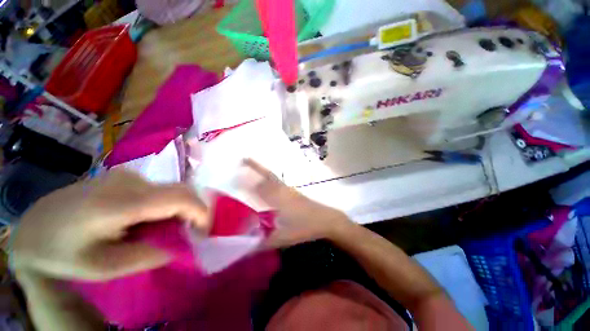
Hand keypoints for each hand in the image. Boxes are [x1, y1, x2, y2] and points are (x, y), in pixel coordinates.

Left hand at [12, 170, 208, 280]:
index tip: (205, 231)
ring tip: (168, 230)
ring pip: (173, 189)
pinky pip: (161, 189)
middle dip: (194, 211)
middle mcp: (129, 181)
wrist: (35, 226)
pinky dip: (168, 204)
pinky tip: (152, 219)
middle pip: (181, 190)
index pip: (178, 198)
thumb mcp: (104, 267)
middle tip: (190, 234)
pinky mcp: (126, 176)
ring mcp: (127, 175)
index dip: (200, 212)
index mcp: (119, 203)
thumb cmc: (63, 253)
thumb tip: (181, 245)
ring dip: (181, 209)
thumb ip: (149, 255)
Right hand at [243, 159, 351, 247]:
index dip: (246, 180)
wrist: (326, 220)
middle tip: (244, 159)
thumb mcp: (283, 238)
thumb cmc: (305, 228)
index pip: (259, 187)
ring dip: (262, 171)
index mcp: (278, 199)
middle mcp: (282, 191)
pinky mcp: (294, 193)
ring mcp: (289, 190)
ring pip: (274, 178)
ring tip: (252, 166)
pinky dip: (271, 179)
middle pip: (267, 176)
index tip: (234, 173)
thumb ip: (262, 241)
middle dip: (255, 167)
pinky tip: (268, 182)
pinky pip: (279, 183)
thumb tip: (244, 244)